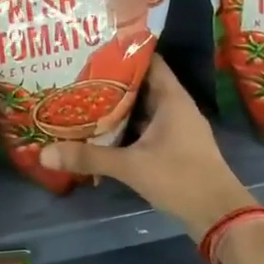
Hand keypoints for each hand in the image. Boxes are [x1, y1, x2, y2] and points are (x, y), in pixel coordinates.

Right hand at [39, 57, 256, 240]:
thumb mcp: (131, 166)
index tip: (93, 48)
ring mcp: (177, 128)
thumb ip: (89, 157)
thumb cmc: (180, 178)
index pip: (148, 61)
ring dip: (117, 107)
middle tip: (77, 75)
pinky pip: (146, 128)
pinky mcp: (174, 148)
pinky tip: (101, 132)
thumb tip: (44, 153)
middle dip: (111, 81)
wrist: (219, 215)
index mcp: (172, 98)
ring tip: (82, 99)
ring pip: (142, 109)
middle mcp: (176, 107)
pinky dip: (126, 128)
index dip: (123, 52)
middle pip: (141, 85)